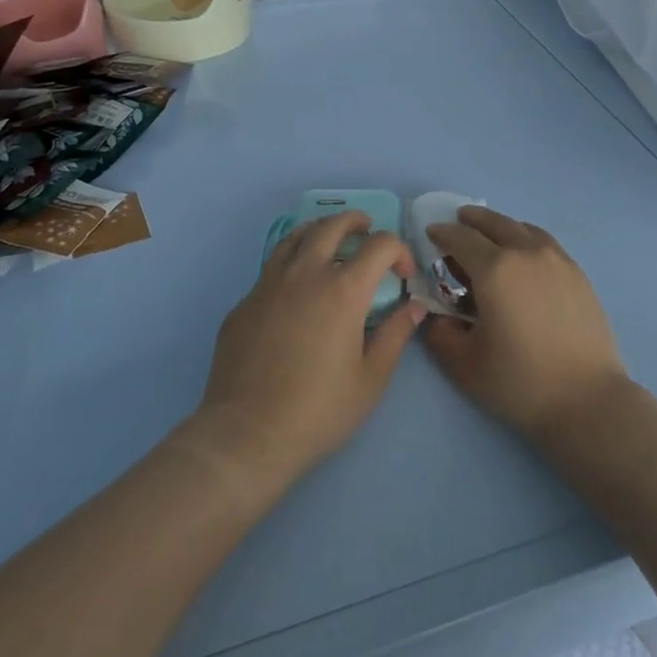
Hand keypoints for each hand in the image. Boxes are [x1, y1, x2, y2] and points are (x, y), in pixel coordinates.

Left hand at [196, 211, 425, 486]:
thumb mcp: (371, 379)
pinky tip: (295, 291)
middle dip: (356, 222)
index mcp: (343, 290)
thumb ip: (395, 335)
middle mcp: (305, 274)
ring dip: (319, 231)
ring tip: (330, 242)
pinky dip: (291, 265)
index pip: (380, 245)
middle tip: (367, 232)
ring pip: (295, 237)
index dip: (399, 251)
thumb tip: (413, 307)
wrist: (247, 435)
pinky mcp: (243, 303)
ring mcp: (268, 285)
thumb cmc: (319, 411)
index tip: (403, 276)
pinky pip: (271, 269)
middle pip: (332, 226)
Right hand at [421, 207, 631, 446]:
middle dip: (472, 220)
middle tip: (459, 222)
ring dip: (501, 226)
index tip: (432, 233)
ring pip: (523, 229)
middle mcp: (526, 253)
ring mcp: (557, 260)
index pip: (462, 239)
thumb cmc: (520, 383)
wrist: (587, 399)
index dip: (443, 233)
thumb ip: (440, 335)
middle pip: (495, 224)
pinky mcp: (578, 274)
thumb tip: (436, 316)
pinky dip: (527, 238)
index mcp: (494, 270)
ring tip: (492, 236)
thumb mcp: (464, 365)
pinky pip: (545, 243)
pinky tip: (525, 255)